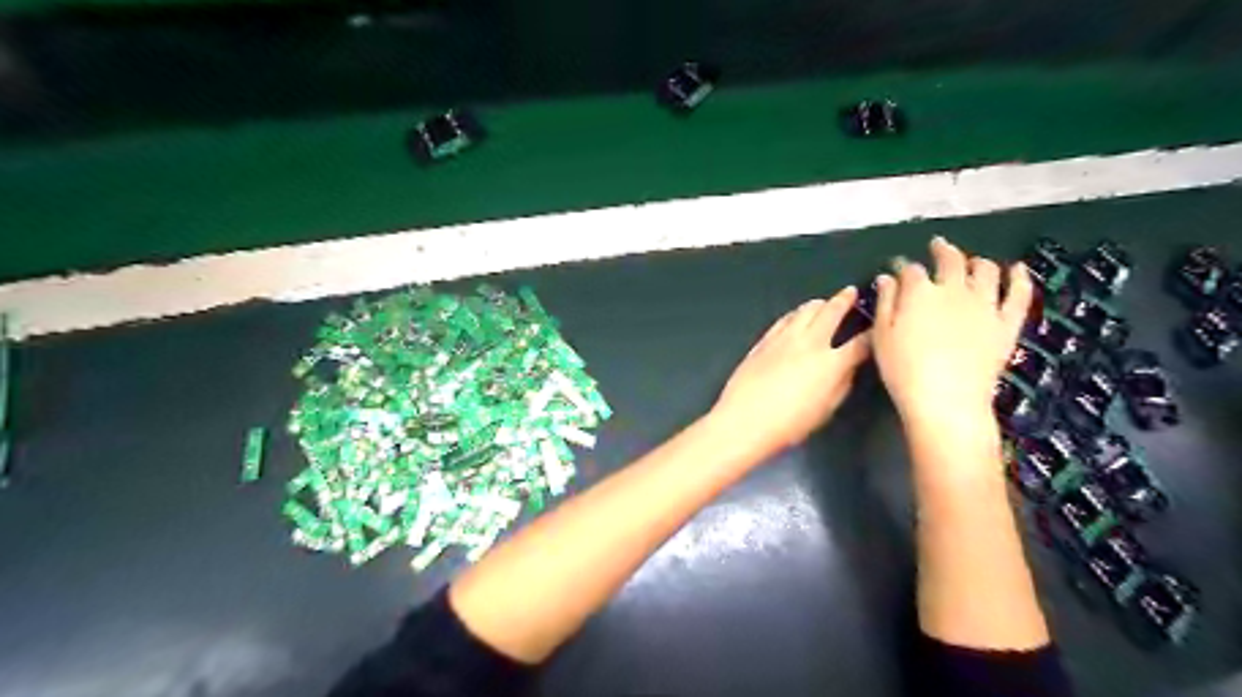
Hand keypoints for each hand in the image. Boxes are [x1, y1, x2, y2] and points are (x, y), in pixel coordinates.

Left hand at [713, 285, 865, 454]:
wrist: (744, 419)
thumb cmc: (789, 423)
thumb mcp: (825, 410)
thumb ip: (841, 386)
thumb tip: (848, 369)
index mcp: (831, 363)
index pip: (859, 343)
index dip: (873, 334)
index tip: (877, 328)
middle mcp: (809, 343)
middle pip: (831, 312)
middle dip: (844, 300)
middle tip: (851, 292)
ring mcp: (784, 338)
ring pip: (805, 311)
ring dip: (819, 304)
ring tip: (824, 302)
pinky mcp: (764, 341)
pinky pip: (784, 319)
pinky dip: (795, 313)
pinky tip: (796, 314)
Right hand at [865, 241, 1034, 433]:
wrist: (946, 399)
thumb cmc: (903, 370)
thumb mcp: (882, 336)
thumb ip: (885, 303)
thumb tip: (886, 278)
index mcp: (920, 292)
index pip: (911, 270)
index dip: (904, 268)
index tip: (898, 270)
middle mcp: (954, 290)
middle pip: (951, 261)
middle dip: (943, 250)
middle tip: (939, 246)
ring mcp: (985, 305)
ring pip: (986, 271)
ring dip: (978, 262)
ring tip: (973, 262)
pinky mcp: (1006, 324)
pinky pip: (1019, 295)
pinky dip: (1020, 278)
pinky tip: (1018, 269)